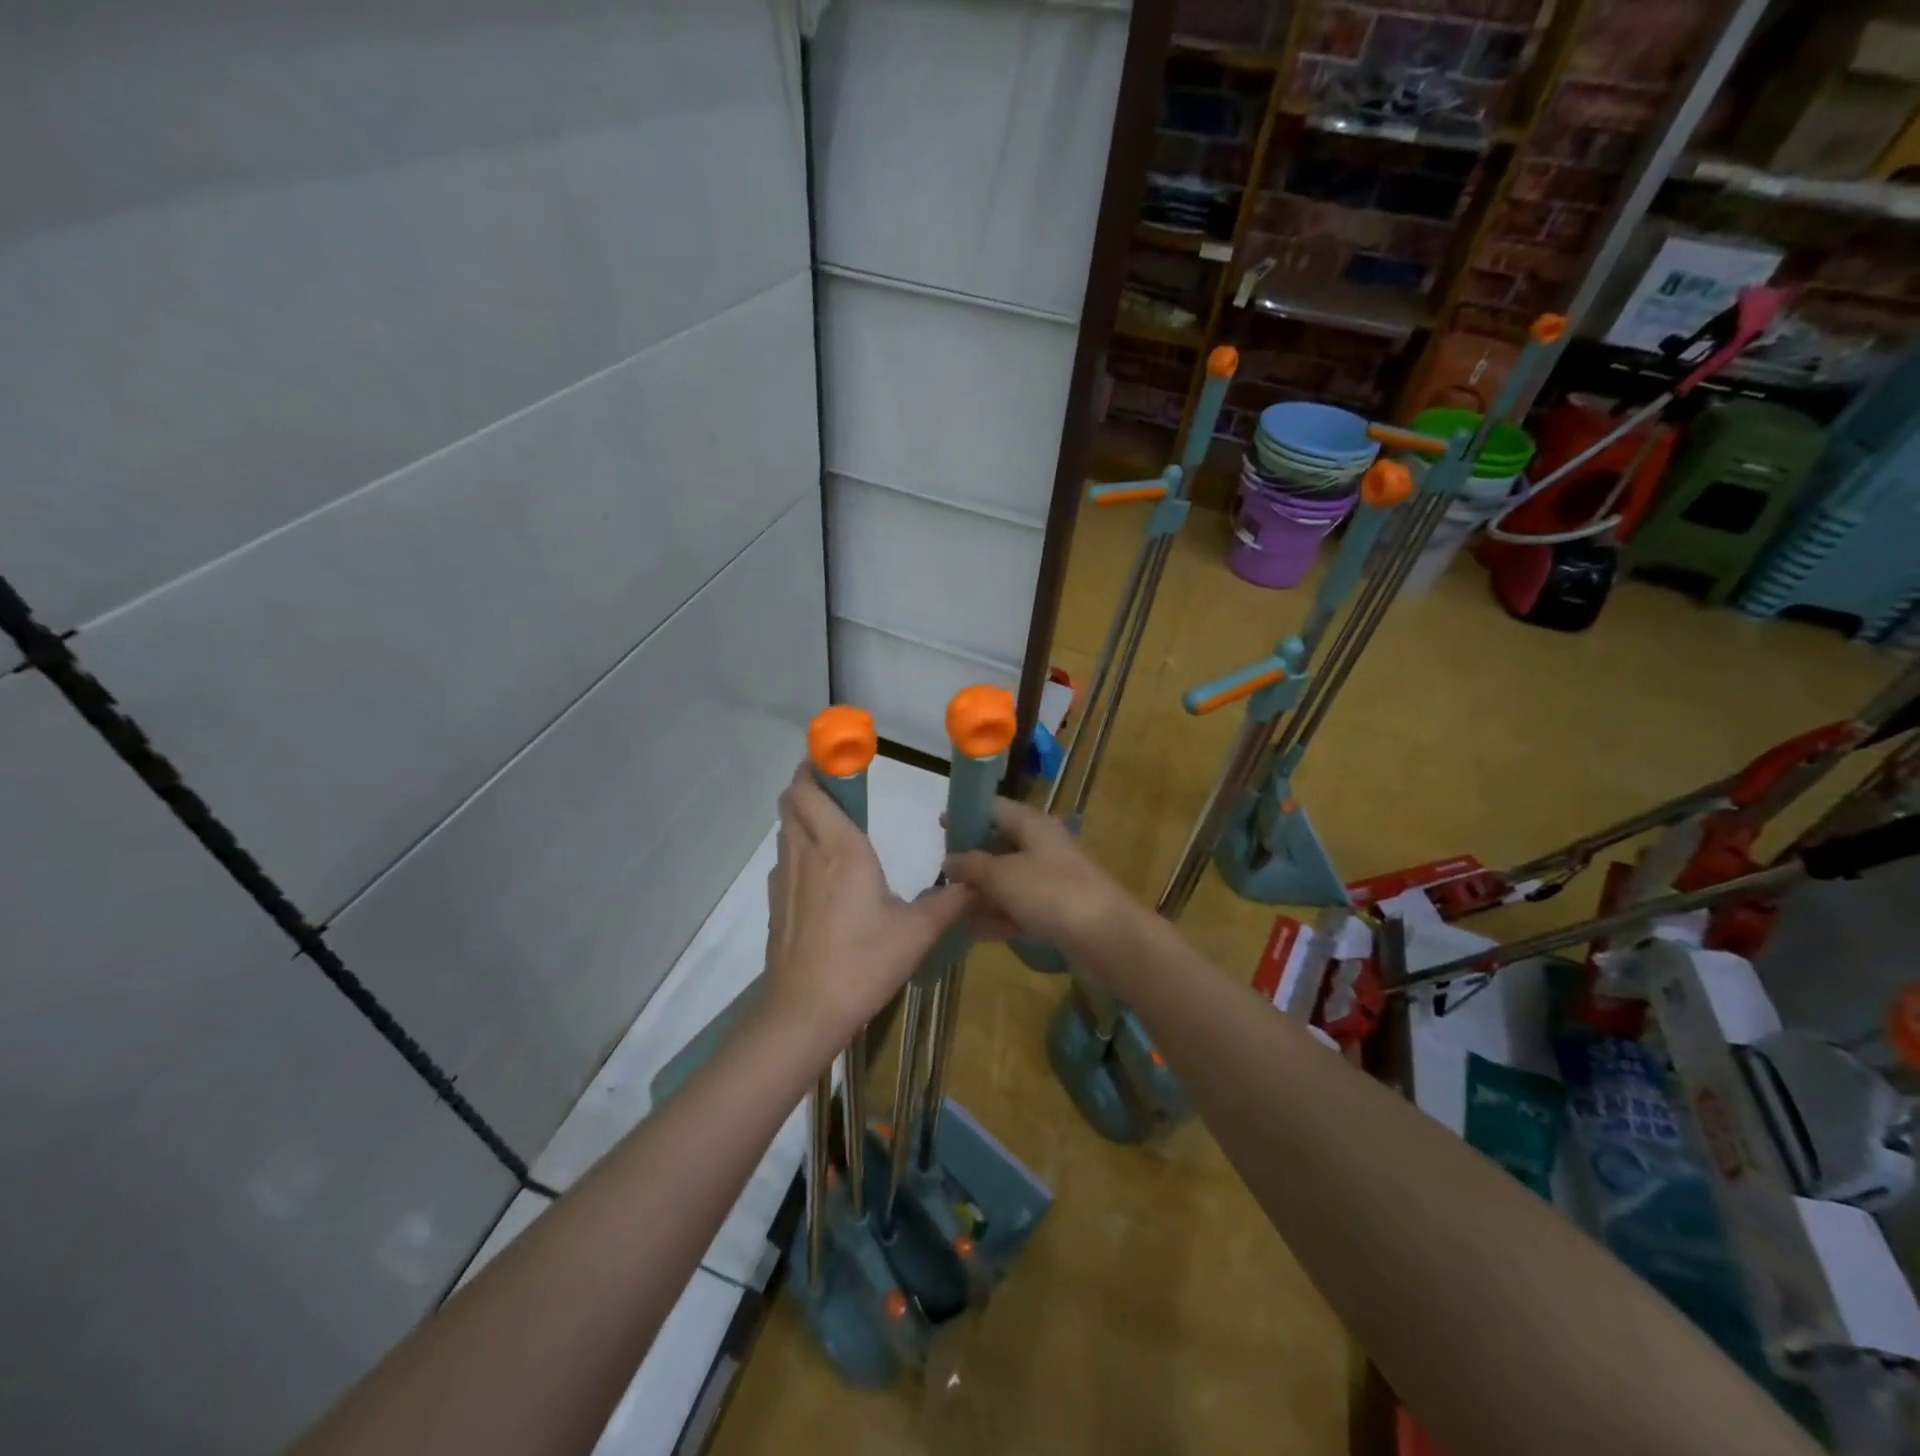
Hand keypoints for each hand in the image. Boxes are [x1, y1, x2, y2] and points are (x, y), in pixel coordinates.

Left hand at [765, 764, 969, 1044]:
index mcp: (841, 848)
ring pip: (787, 830)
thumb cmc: (865, 962)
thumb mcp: (918, 931)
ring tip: (835, 828)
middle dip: (808, 785)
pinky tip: (822, 878)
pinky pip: (784, 861)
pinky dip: (798, 851)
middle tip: (840, 788)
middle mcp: (807, 854)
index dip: (815, 766)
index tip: (834, 757)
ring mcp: (784, 880)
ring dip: (803, 817)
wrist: (806, 1011)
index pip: (811, 790)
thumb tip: (975, 884)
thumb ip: (949, 902)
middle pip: (792, 802)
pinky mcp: (776, 905)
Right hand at [942, 798, 1139, 970]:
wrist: (1107, 938)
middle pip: (1000, 846)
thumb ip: (971, 865)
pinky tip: (973, 932)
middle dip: (971, 860)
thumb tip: (949, 860)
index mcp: (1033, 826)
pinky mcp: (1056, 912)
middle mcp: (1043, 847)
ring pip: (1008, 881)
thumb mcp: (1002, 875)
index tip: (940, 825)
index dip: (967, 814)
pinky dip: (998, 917)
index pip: (995, 808)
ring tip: (949, 908)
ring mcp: (1051, 881)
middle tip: (941, 875)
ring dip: (982, 894)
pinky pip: (1019, 909)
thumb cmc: (1051, 893)